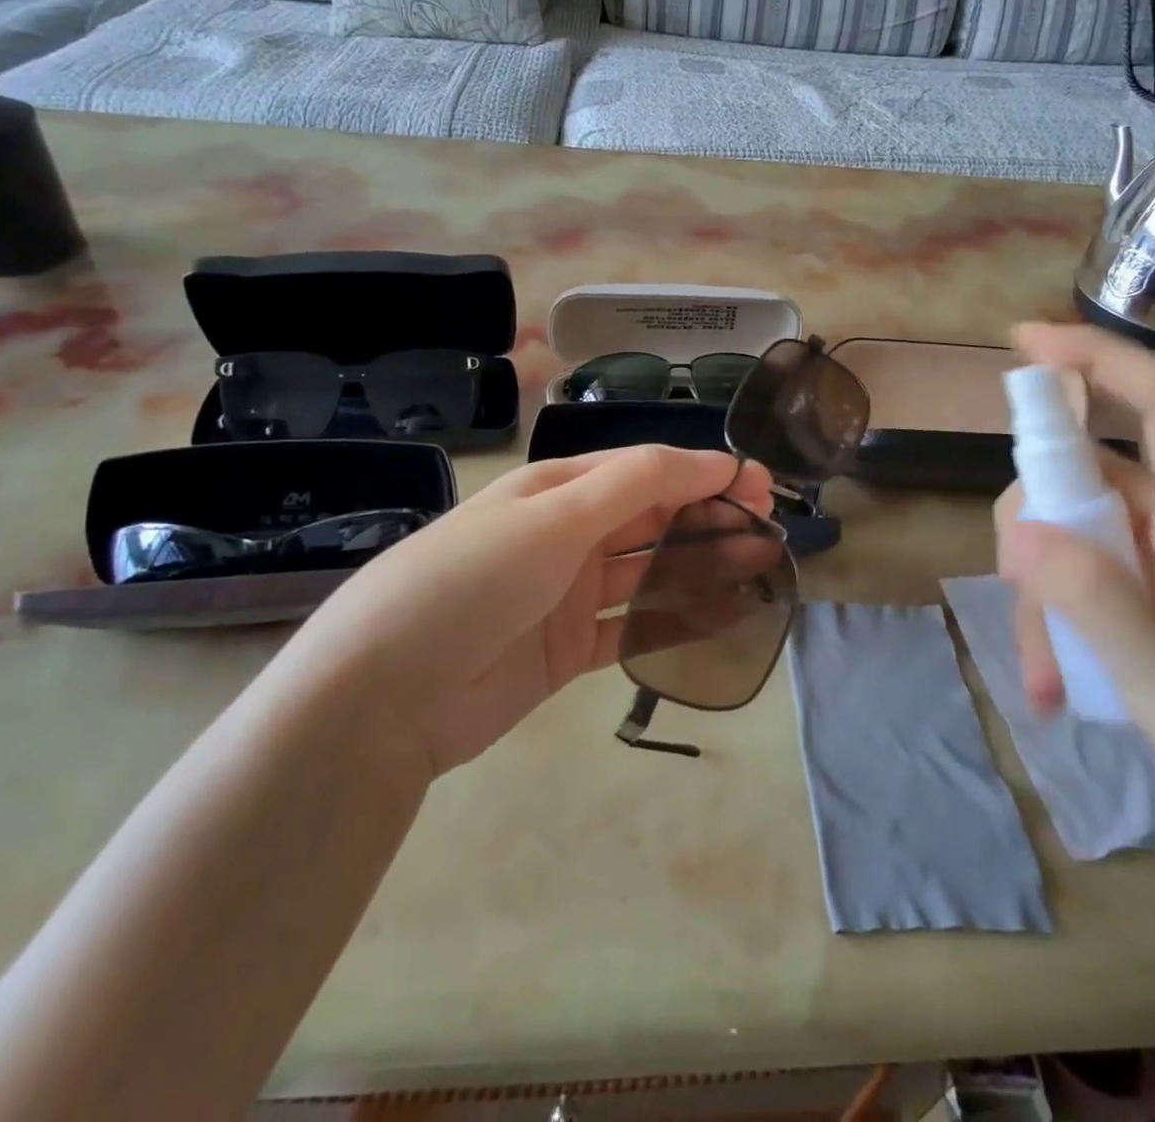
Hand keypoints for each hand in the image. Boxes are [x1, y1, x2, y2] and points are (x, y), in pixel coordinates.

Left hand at [299, 446, 773, 776]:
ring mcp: (569, 595)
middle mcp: (566, 536)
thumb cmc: (471, 580)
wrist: (384, 695)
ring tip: (762, 562)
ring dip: (704, 564)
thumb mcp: (552, 518)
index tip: (757, 483)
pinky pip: (635, 626)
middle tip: (770, 523)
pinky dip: (678, 619)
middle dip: (710, 514)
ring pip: (651, 570)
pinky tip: (724, 616)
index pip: (642, 469)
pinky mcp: (570, 650)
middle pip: (652, 516)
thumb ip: (634, 486)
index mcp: (556, 490)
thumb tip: (712, 459)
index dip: (700, 471)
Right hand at [994, 323, 1154, 921]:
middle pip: (1086, 478)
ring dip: (1038, 598)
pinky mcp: (1153, 609)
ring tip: (1047, 680)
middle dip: (1034, 524)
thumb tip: (1022, 529)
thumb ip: (1100, 605)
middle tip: (1017, 589)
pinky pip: (1079, 588)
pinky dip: (1054, 629)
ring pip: (1070, 539)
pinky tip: (1056, 691)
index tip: (1022, 344)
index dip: (1098, 360)